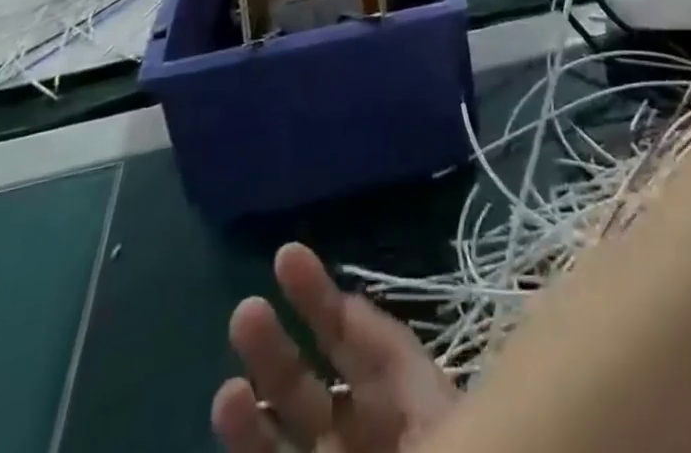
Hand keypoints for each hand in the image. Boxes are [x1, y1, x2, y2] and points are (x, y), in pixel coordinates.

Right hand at [212, 243, 459, 452]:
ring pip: (286, 437)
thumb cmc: (462, 445)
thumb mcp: (429, 407)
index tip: (287, 256)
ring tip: (228, 389)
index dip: (321, 297)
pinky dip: (252, 450)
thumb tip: (347, 304)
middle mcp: (365, 435)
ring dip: (254, 411)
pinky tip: (229, 415)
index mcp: (403, 398)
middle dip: (278, 348)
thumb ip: (382, 353)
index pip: (357, 339)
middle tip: (245, 311)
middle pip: (313, 386)